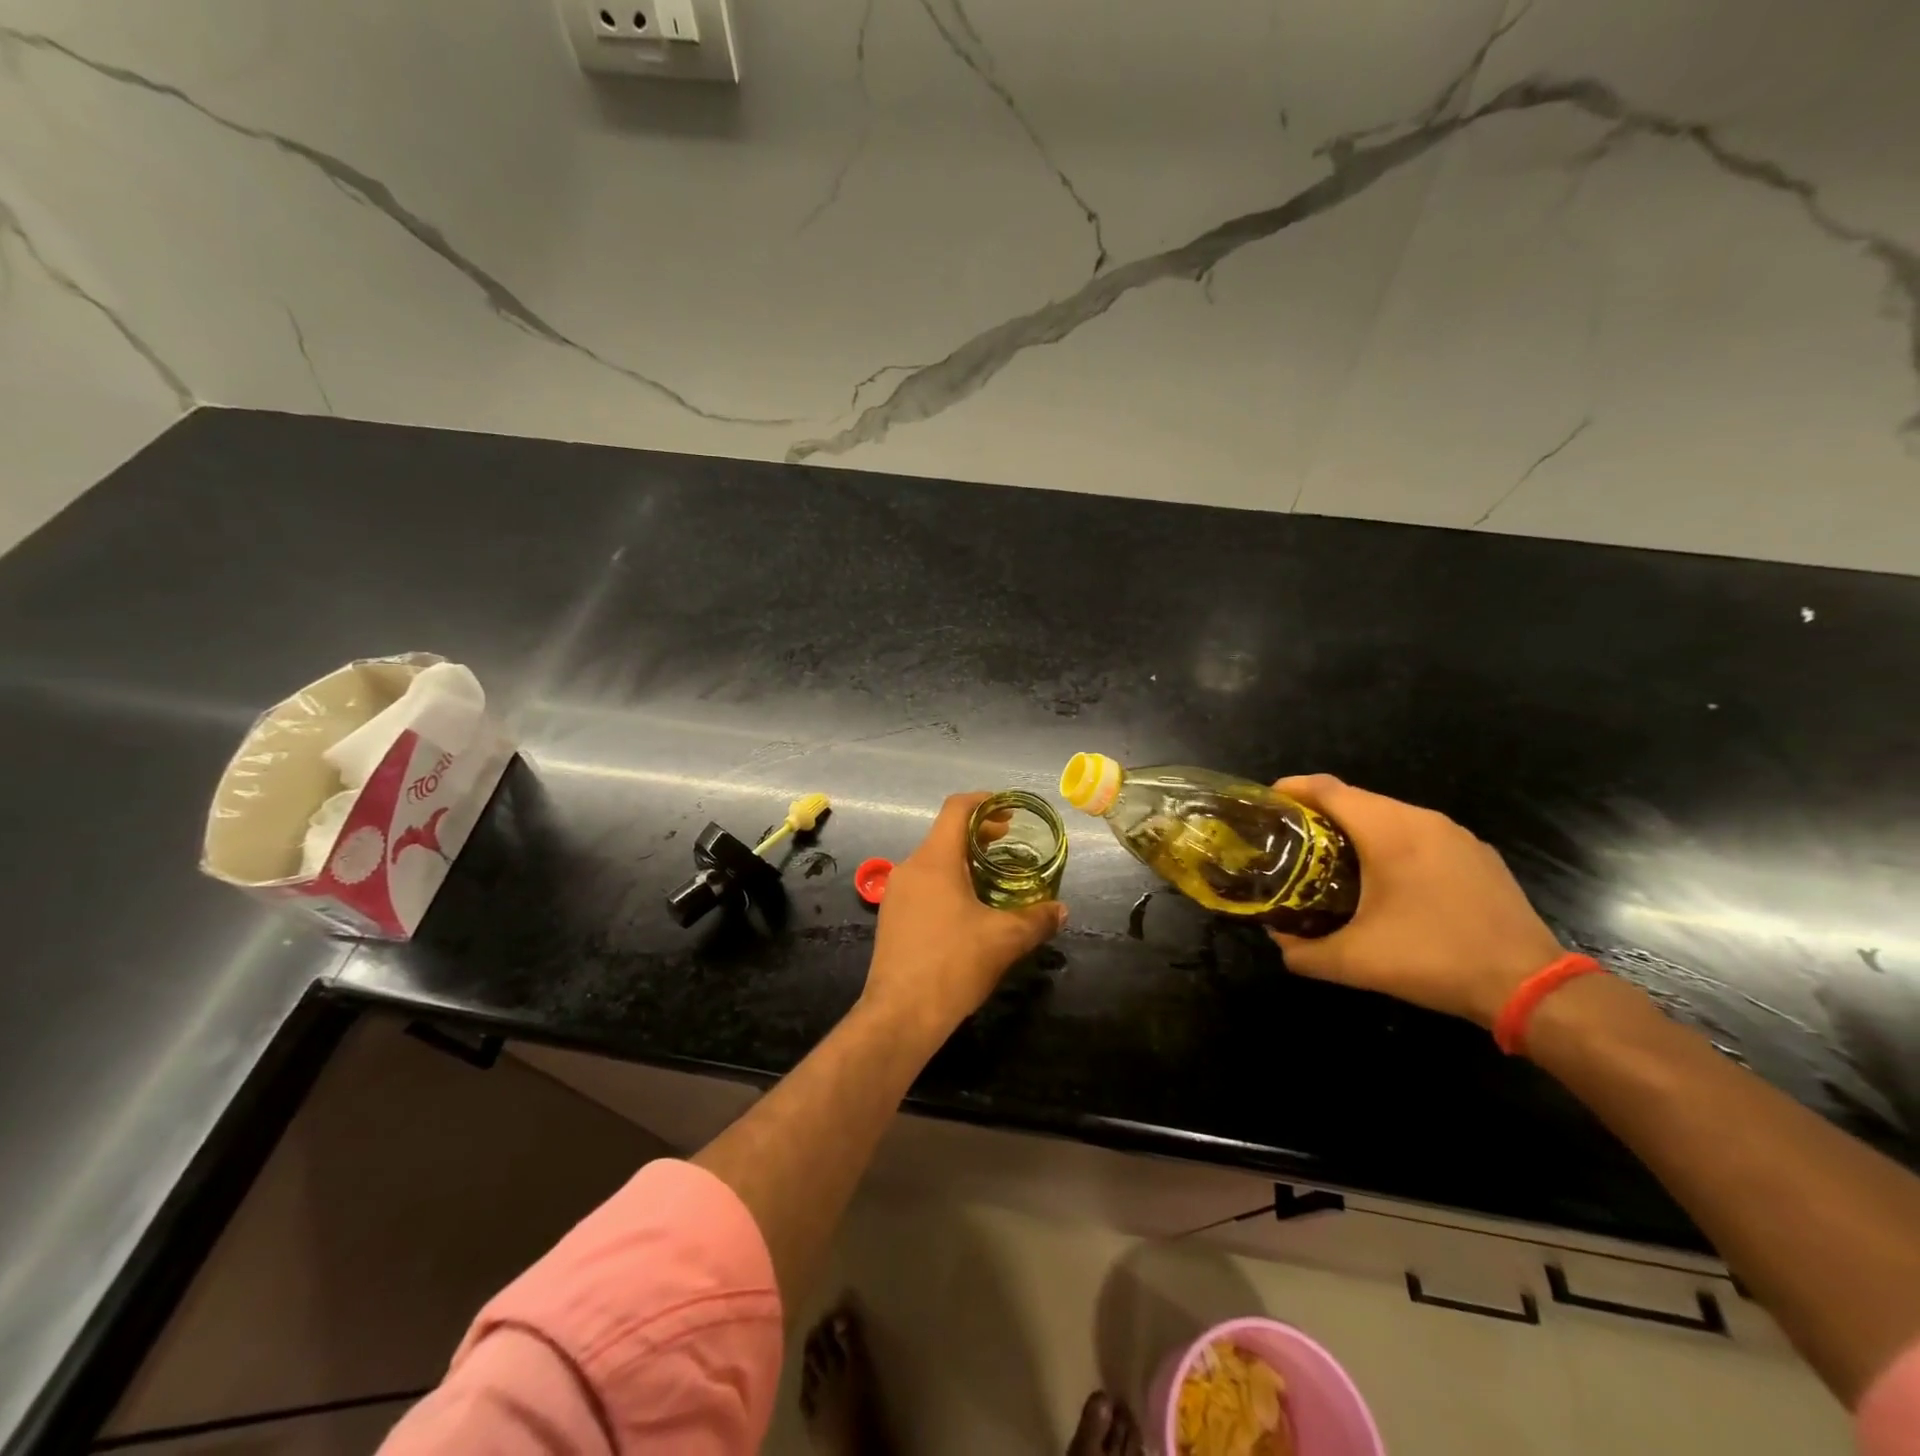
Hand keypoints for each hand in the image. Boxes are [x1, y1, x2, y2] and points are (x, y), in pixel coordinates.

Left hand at [864, 792, 1067, 1038]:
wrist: (900, 1015)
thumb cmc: (953, 964)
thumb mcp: (1005, 940)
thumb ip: (1036, 919)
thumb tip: (1061, 910)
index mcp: (935, 860)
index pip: (956, 809)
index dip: (984, 801)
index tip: (1008, 811)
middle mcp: (911, 868)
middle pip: (946, 834)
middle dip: (979, 834)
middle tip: (1010, 843)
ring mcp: (897, 893)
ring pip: (934, 861)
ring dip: (964, 861)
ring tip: (994, 878)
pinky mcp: (892, 917)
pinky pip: (924, 885)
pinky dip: (949, 882)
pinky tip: (969, 909)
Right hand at [1268, 775, 1564, 1028]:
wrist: (1529, 986)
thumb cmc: (1432, 959)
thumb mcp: (1353, 962)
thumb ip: (1302, 951)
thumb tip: (1277, 939)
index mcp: (1389, 831)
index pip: (1328, 789)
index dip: (1292, 790)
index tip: (1267, 806)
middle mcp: (1423, 820)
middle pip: (1357, 799)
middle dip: (1320, 814)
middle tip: (1292, 841)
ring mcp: (1457, 836)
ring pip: (1391, 816)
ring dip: (1357, 830)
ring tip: (1333, 860)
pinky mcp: (1478, 855)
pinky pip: (1421, 835)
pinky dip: (1393, 845)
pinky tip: (1388, 881)